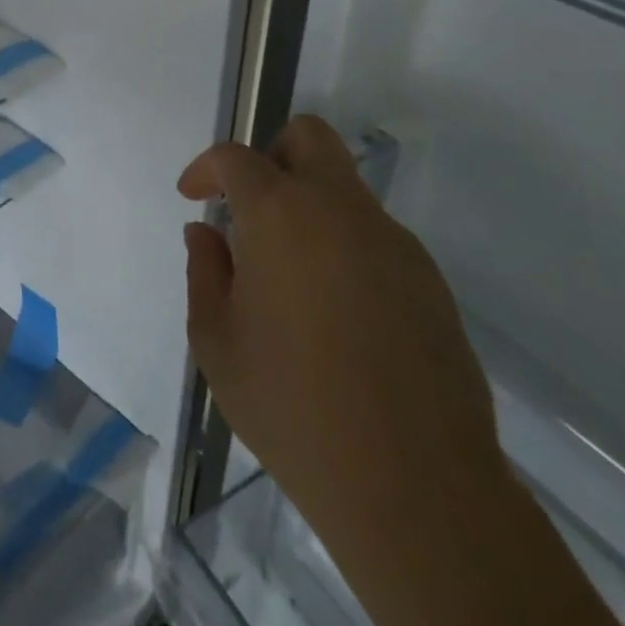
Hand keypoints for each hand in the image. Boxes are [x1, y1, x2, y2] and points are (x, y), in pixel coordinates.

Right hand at [179, 117, 506, 557]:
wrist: (414, 488)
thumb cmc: (292, 407)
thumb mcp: (217, 342)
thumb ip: (205, 272)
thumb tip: (207, 233)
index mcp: (281, 216)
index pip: (237, 158)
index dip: (207, 168)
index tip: (194, 196)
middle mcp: (341, 212)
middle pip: (309, 137)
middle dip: (270, 153)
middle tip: (249, 205)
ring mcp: (394, 244)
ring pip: (344, 190)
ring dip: (308, 208)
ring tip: (287, 279)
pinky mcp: (430, 282)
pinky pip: (374, 238)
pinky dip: (343, 248)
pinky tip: (334, 314)